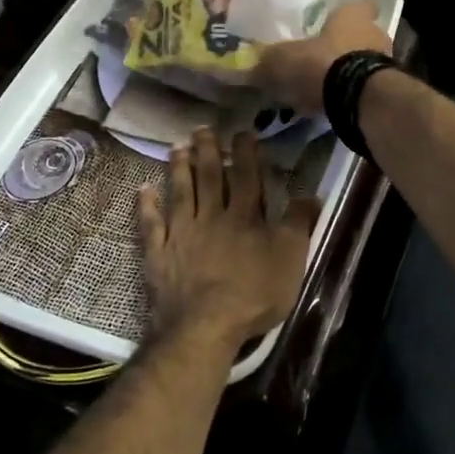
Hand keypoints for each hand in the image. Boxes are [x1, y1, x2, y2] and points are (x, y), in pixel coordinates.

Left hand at [139, 128, 320, 347]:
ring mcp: (181, 233)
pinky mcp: (159, 253)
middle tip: (202, 128)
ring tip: (176, 147)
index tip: (243, 131)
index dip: (246, 152)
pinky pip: (151, 224)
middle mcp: (211, 216)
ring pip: (180, 192)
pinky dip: (147, 205)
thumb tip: (310, 195)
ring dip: (179, 168)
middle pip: (209, 177)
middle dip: (207, 150)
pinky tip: (143, 188)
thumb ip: (298, 225)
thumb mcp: (290, 259)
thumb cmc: (254, 293)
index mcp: (244, 217)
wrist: (205, 325)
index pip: (246, 176)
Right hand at [253, 0, 391, 114]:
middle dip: (345, 45)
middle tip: (323, 56)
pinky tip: (333, 103)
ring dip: (349, 70)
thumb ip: (269, 61)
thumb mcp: (283, 59)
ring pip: (365, 60)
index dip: (347, 12)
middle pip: (362, 34)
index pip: (360, 4)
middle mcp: (375, 32)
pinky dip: (352, 92)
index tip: (333, 22)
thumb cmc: (321, 63)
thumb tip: (250, 66)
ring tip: (326, 84)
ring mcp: (385, 61)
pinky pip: (365, 86)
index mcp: (353, 15)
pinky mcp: (386, 89)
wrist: (357, 98)